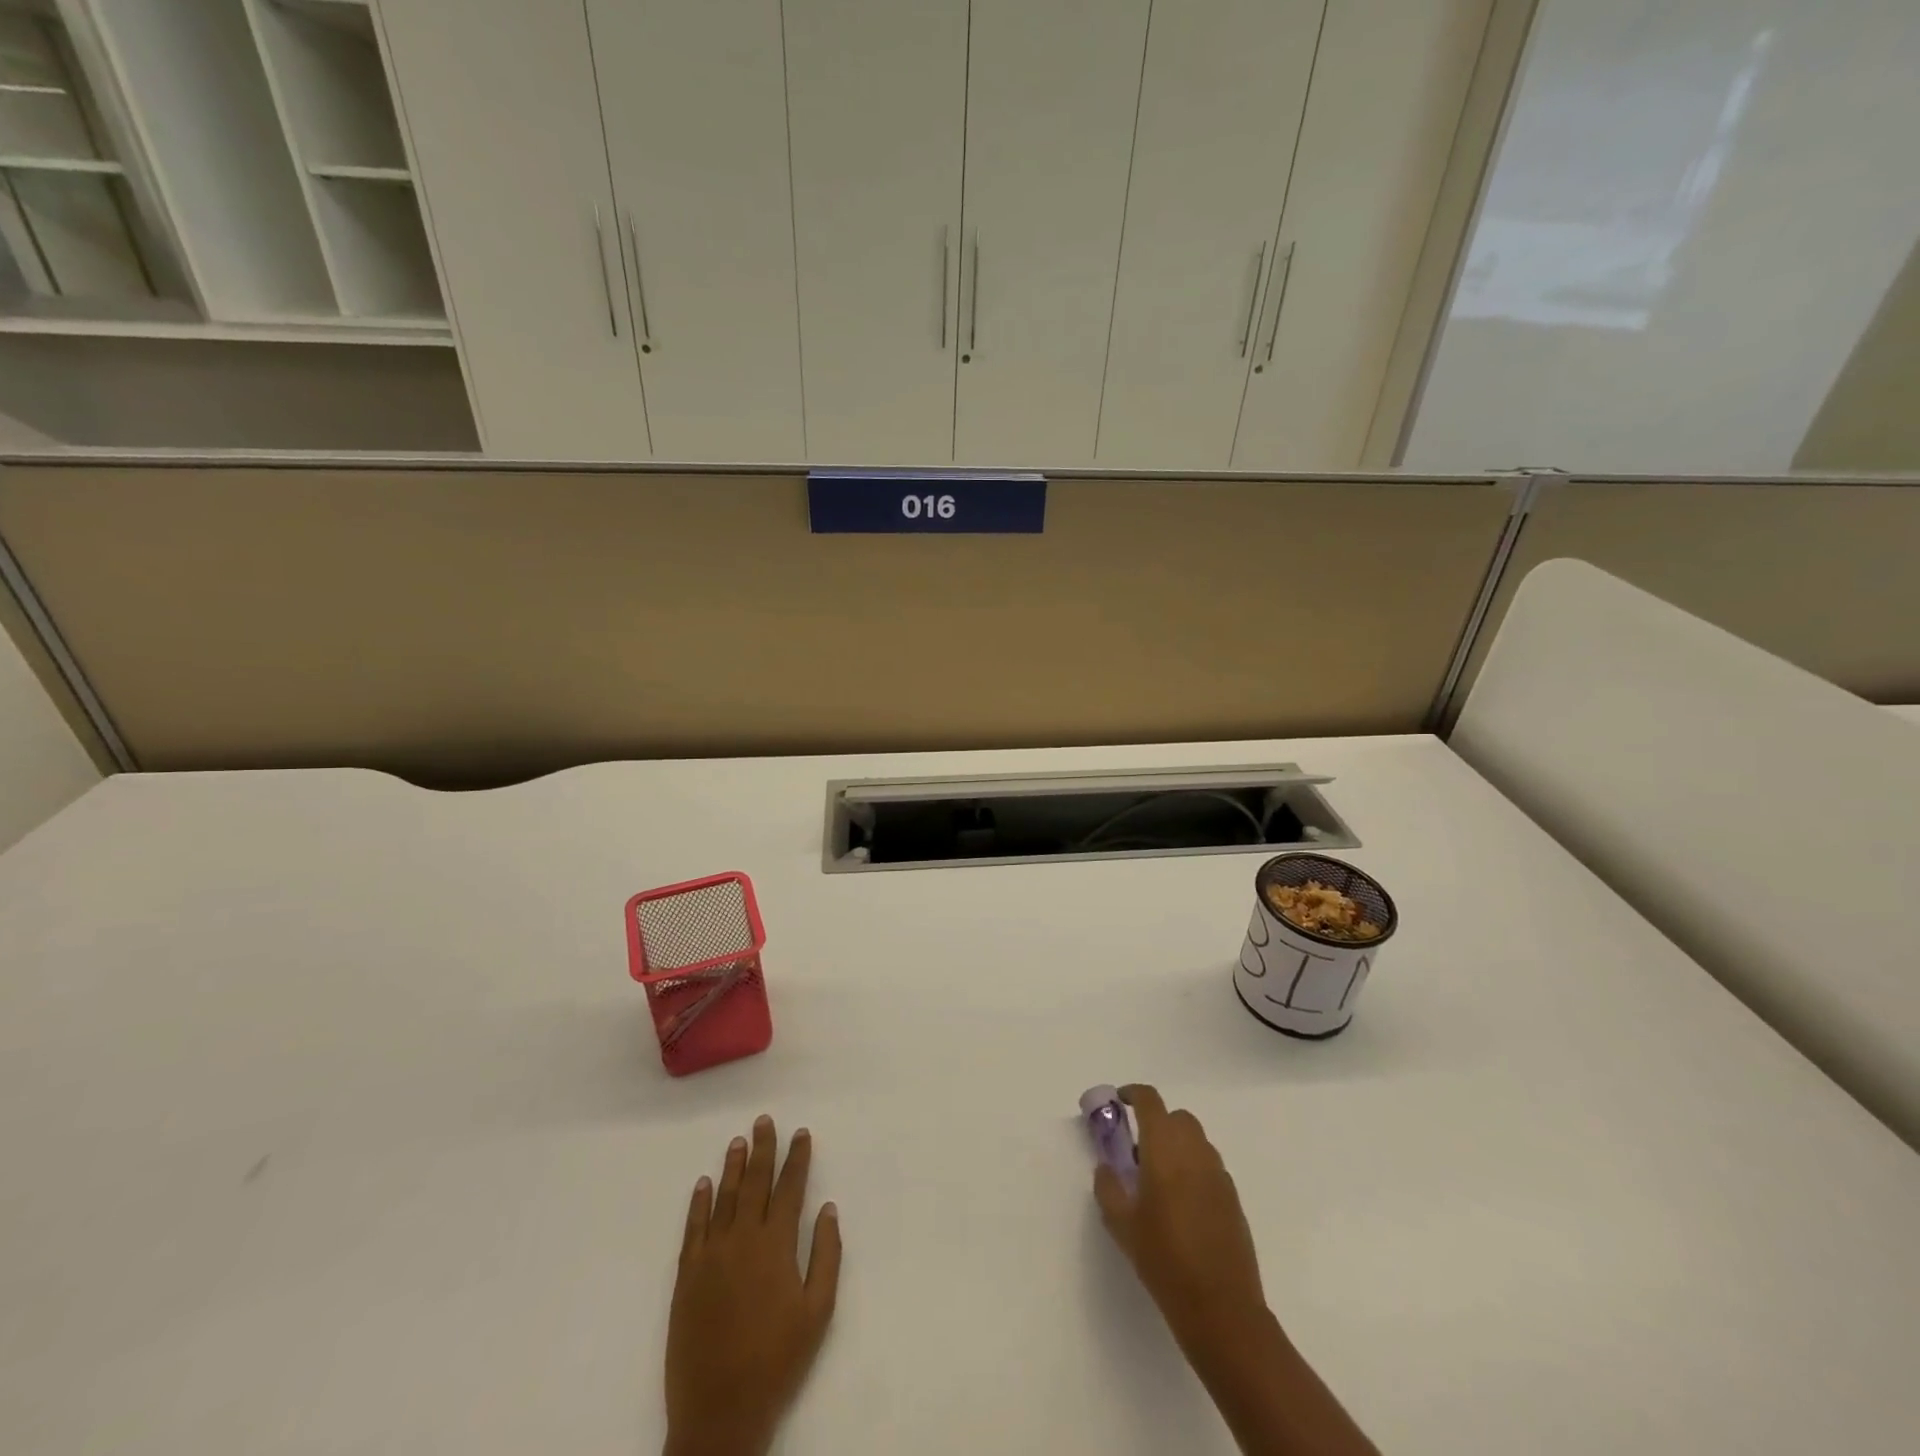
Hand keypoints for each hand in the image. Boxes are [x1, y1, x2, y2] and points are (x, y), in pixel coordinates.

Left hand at [665, 1115, 841, 1455]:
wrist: (719, 1411)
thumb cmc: (777, 1361)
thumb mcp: (818, 1311)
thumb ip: (826, 1255)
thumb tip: (827, 1208)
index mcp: (776, 1245)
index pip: (790, 1188)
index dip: (797, 1158)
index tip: (801, 1133)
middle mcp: (743, 1239)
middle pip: (754, 1182)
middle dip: (762, 1149)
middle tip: (764, 1121)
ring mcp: (711, 1255)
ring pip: (723, 1198)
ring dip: (732, 1167)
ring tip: (738, 1141)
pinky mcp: (687, 1276)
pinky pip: (693, 1228)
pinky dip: (699, 1203)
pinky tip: (703, 1184)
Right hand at [1093, 1083, 1266, 1354]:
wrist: (1221, 1309)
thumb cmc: (1164, 1261)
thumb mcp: (1121, 1226)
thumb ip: (1108, 1187)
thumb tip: (1107, 1167)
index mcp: (1165, 1150)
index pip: (1151, 1102)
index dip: (1133, 1094)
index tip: (1119, 1101)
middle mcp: (1195, 1152)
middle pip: (1177, 1117)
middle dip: (1157, 1122)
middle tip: (1138, 1150)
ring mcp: (1218, 1174)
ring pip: (1196, 1140)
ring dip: (1177, 1145)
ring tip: (1160, 1180)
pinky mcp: (1233, 1197)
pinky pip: (1209, 1166)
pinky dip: (1194, 1168)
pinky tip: (1182, 1204)